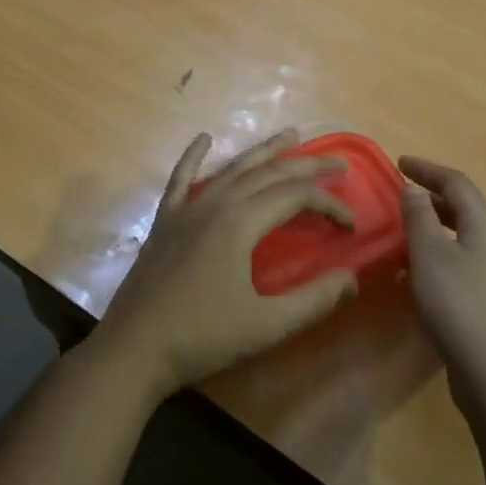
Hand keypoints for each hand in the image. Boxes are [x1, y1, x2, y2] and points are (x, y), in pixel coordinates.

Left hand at [94, 129, 358, 396]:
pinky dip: (193, 156)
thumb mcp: (267, 325)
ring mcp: (187, 209)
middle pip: (269, 173)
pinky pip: (181, 179)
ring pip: (232, 168)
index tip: (351, 225)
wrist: (134, 349)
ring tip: (290, 135)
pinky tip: (203, 138)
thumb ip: (314, 300)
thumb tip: (352, 278)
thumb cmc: (203, 337)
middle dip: (307, 165)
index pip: (296, 197)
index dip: (329, 204)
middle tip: (338, 163)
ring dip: (264, 151)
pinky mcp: (165, 221)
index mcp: (241, 222)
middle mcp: (216, 204)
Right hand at [399, 156, 485, 414]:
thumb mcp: (429, 255)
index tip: (399, 162)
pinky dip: (442, 255)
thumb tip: (413, 188)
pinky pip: (466, 263)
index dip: (427, 169)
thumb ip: (419, 217)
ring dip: (436, 227)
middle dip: (433, 196)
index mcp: (485, 226)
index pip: (457, 182)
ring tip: (407, 233)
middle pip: (465, 208)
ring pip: (465, 237)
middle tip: (402, 195)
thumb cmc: (458, 306)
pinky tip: (422, 276)